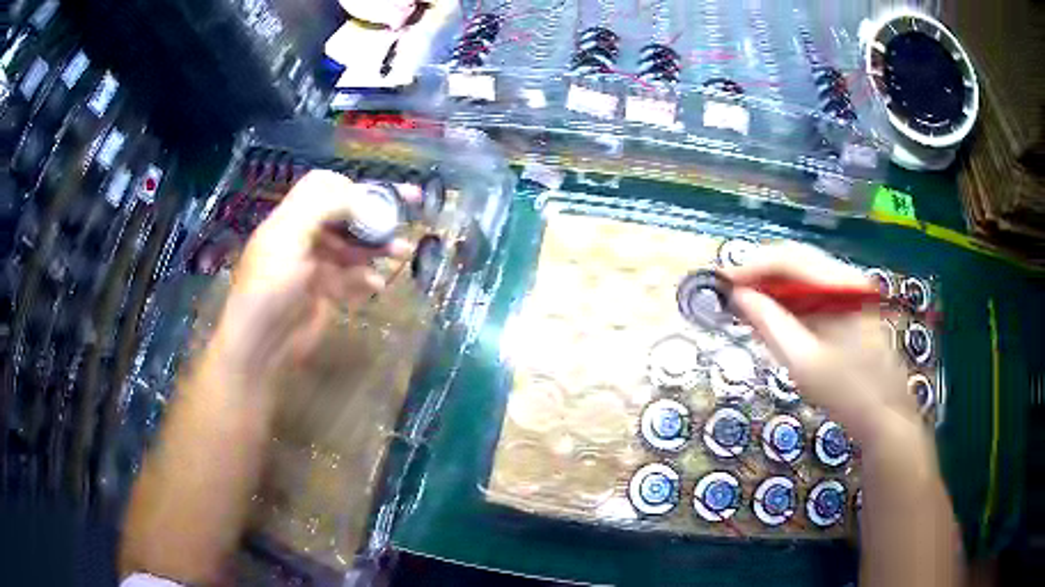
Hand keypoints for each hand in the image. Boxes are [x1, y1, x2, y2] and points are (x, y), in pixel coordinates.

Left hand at [211, 170, 411, 378]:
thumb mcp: (291, 236)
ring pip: (353, 247)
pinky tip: (377, 284)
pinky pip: (352, 278)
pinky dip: (367, 278)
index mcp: (293, 217)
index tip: (383, 195)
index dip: (354, 186)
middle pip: (346, 215)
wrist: (261, 342)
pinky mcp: (325, 293)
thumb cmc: (270, 284)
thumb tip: (365, 199)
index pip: (326, 187)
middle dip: (376, 214)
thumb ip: (325, 207)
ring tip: (402, 252)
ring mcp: (316, 266)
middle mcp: (305, 236)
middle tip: (408, 214)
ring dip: (378, 246)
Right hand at [721, 243, 919, 445]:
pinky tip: (775, 321)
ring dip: (774, 289)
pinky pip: (813, 294)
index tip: (723, 284)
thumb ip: (770, 325)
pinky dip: (789, 303)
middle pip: (795, 261)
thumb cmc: (847, 392)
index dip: (752, 267)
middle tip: (732, 297)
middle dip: (760, 276)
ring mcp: (850, 291)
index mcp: (840, 285)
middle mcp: (846, 278)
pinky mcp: (849, 307)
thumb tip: (739, 297)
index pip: (789, 258)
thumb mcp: (804, 362)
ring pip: (802, 276)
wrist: (885, 415)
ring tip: (748, 311)